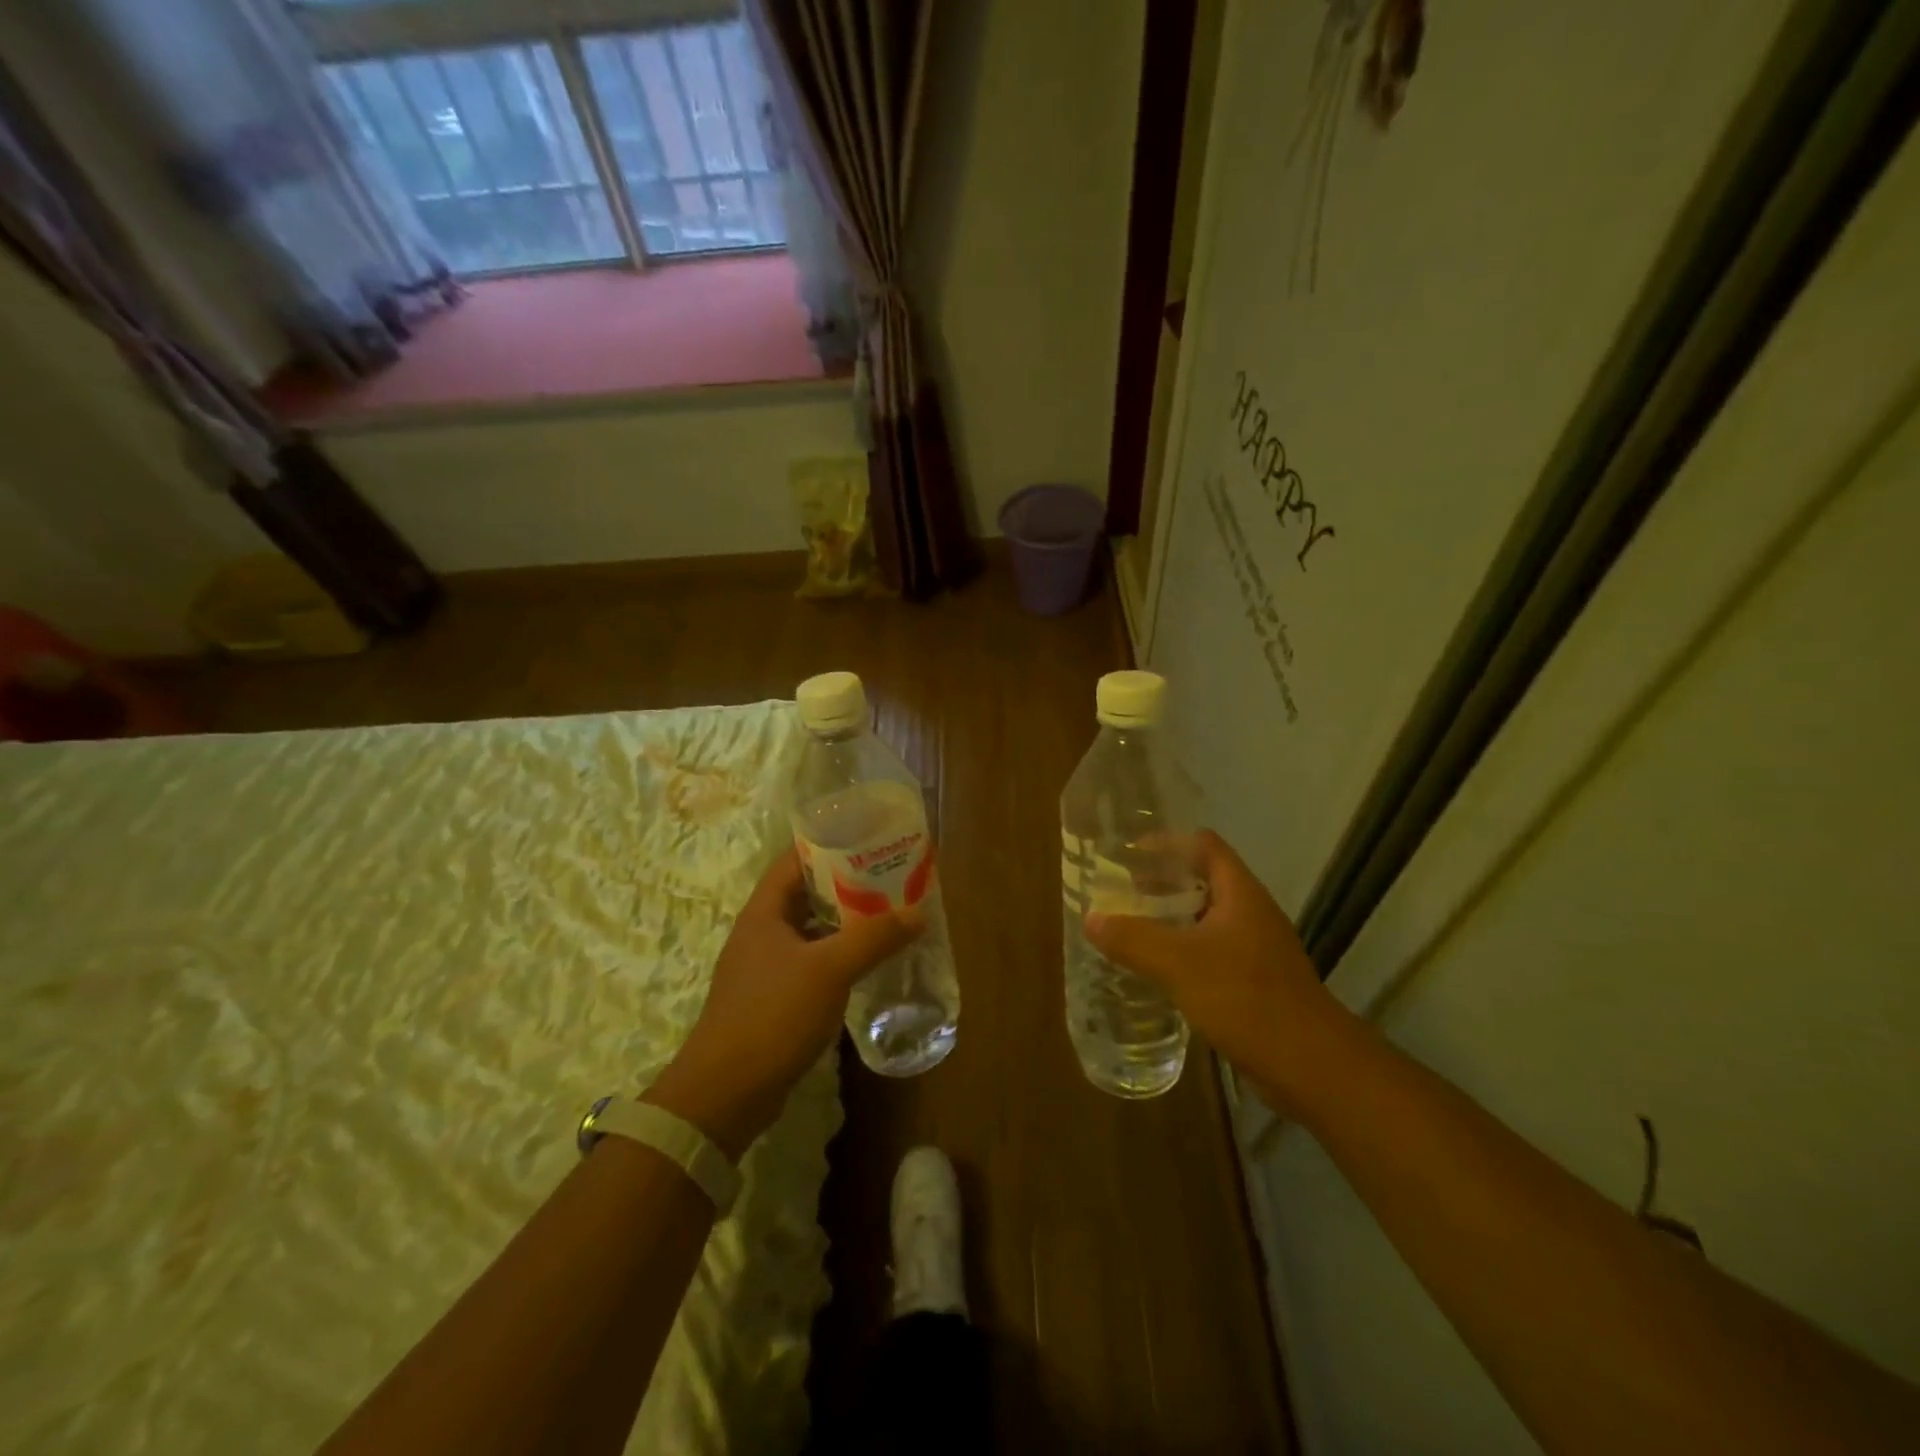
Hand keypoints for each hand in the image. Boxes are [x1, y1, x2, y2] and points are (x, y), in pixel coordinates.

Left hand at [645, 850, 922, 1158]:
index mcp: (764, 912)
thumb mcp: (829, 970)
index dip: (828, 845)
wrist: (726, 1094)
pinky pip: (811, 964)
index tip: (868, 839)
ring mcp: (765, 968)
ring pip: (811, 932)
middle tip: (890, 878)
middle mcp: (761, 933)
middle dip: (846, 885)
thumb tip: (917, 913)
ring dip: (845, 924)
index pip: (794, 860)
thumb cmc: (772, 1015)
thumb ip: (874, 937)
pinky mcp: (773, 1000)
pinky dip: (838, 958)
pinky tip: (867, 964)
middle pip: (806, 895)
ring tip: (887, 916)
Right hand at [1084, 830, 1350, 1112]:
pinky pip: (1212, 951)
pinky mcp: (1255, 982)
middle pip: (1204, 878)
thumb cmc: (1246, 998)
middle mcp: (1251, 913)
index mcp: (1240, 894)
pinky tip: (1159, 969)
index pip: (1205, 845)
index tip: (1129, 853)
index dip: (1168, 842)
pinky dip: (1183, 950)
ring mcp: (1257, 949)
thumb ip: (1133, 938)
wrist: (1311, 1065)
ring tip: (1132, 925)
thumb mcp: (1179, 963)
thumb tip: (1091, 918)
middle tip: (1122, 889)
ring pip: (1207, 917)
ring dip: (1172, 916)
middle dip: (1163, 879)